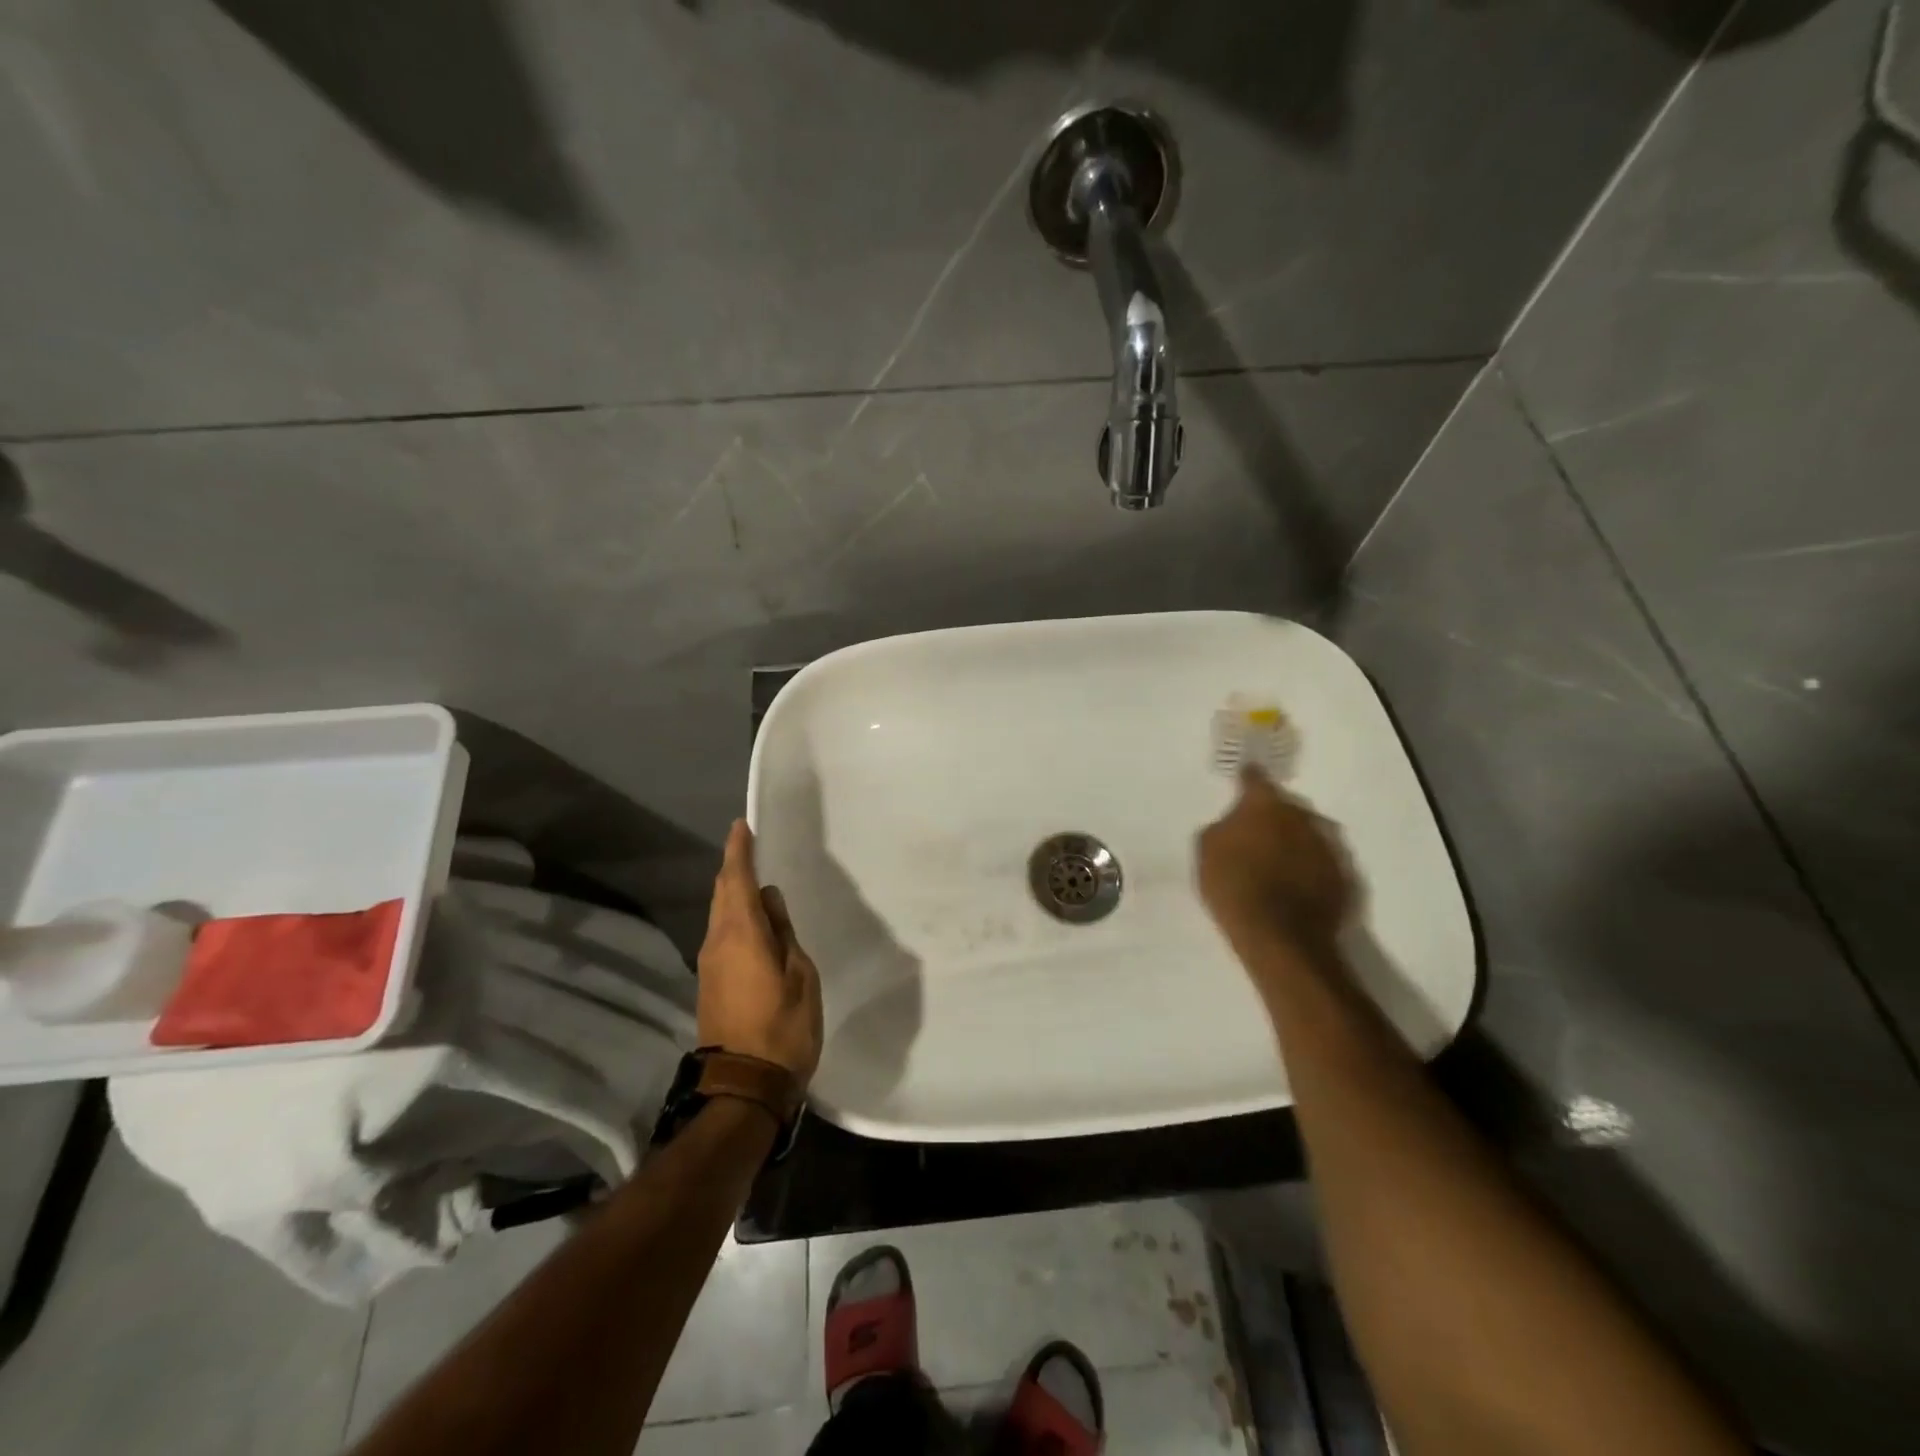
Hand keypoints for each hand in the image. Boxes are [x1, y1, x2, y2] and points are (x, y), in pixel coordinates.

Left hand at [696, 821, 823, 1086]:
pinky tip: (752, 921)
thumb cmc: (783, 1027)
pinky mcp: (710, 982)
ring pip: (719, 914)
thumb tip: (769, 902)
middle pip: (722, 893)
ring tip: (755, 881)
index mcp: (741, 933)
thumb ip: (783, 933)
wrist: (743, 1086)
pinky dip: (733, 916)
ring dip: (733, 893)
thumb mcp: (800, 975)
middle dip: (734, 867)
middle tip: (751, 847)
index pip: (737, 879)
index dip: (740, 850)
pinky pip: (721, 934)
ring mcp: (709, 963)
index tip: (742, 826)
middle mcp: (717, 941)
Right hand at [1197, 766, 1356, 965]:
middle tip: (1256, 833)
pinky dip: (1310, 867)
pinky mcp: (1345, 876)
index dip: (1246, 779)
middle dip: (1273, 816)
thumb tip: (1234, 825)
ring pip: (1308, 833)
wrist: (1280, 937)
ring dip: (1295, 841)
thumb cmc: (1234, 886)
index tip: (1242, 780)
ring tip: (1279, 862)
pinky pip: (1322, 863)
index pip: (1255, 779)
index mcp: (1265, 804)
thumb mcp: (1206, 851)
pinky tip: (1296, 884)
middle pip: (1286, 806)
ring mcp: (1328, 845)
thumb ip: (1222, 828)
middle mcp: (1302, 816)